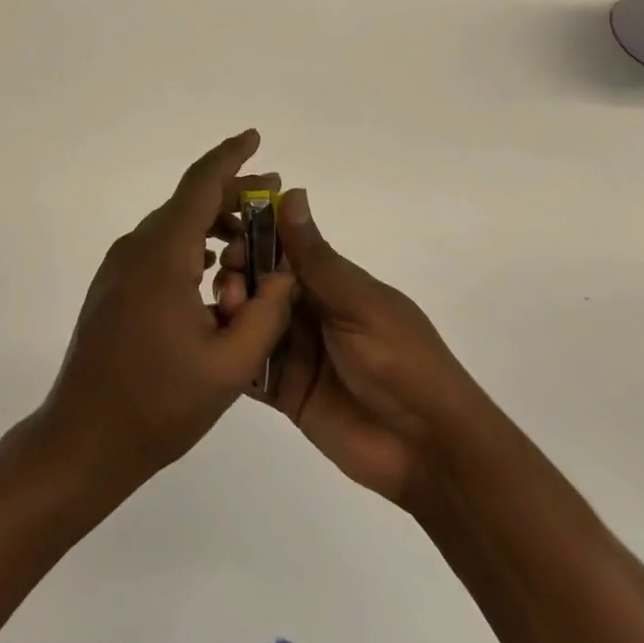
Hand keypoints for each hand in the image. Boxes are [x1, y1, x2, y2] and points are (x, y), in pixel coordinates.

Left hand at [37, 130, 294, 491]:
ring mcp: (120, 265)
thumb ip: (267, 313)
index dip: (230, 156)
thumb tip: (284, 272)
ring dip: (214, 227)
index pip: (201, 184)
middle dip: (234, 196)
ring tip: (252, 249)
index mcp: (163, 254)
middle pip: (190, 202)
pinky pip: (159, 249)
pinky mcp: (113, 285)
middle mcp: (137, 246)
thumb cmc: (158, 405)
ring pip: (175, 226)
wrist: (82, 439)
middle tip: (273, 200)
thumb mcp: (230, 366)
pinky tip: (215, 278)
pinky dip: (192, 248)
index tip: (255, 138)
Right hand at [215, 188, 487, 509]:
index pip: (284, 250)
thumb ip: (317, 258)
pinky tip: (213, 347)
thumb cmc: (402, 361)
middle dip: (240, 276)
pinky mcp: (286, 392)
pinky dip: (231, 354)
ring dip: (233, 312)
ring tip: (226, 314)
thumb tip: (292, 192)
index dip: (255, 239)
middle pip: (262, 284)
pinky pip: (250, 367)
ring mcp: (296, 352)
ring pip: (252, 321)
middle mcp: (310, 311)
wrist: (429, 450)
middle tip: (227, 282)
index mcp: (332, 284)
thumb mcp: (359, 304)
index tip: (229, 237)